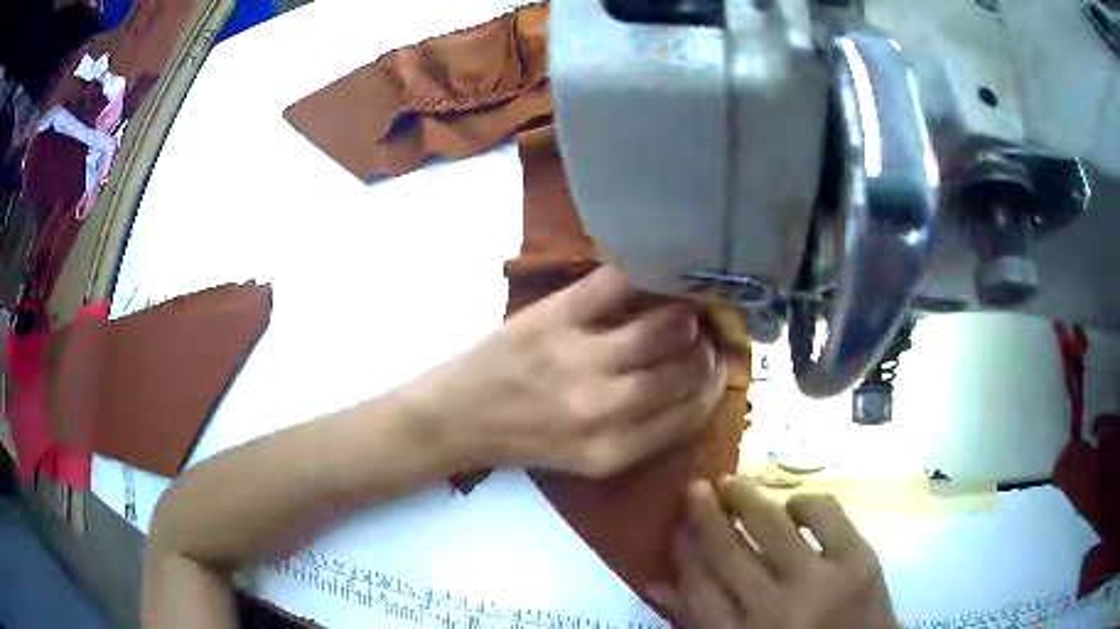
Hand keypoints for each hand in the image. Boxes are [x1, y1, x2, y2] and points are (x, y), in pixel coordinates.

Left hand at [408, 265, 727, 477]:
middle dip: (707, 348)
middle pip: (686, 369)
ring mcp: (579, 359)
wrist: (457, 417)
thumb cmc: (523, 441)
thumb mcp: (588, 460)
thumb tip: (693, 382)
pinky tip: (655, 272)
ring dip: (686, 312)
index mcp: (614, 452)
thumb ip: (643, 432)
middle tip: (707, 331)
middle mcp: (604, 410)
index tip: (719, 364)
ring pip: (666, 326)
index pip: (692, 413)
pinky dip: (646, 273)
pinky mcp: (555, 317)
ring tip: (684, 305)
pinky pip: (618, 284)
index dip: (715, 383)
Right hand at [654, 479, 896, 628]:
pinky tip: (793, 506)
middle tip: (695, 486)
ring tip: (732, 483)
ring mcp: (818, 582)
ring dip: (746, 498)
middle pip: (727, 551)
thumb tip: (655, 580)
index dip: (682, 549)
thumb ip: (698, 620)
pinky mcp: (858, 560)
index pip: (697, 586)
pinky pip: (823, 512)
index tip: (675, 523)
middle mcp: (772, 611)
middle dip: (705, 513)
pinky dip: (803, 502)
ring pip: (770, 524)